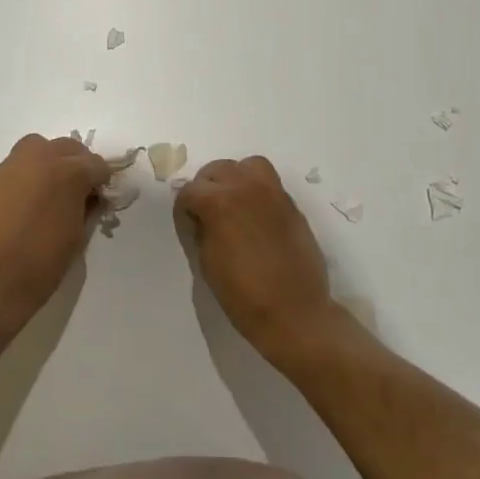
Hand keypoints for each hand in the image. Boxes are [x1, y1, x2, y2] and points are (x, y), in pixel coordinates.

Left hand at [0, 134, 108, 325]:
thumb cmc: (41, 264)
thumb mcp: (77, 238)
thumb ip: (86, 210)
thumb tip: (88, 200)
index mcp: (69, 173)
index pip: (96, 165)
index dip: (102, 181)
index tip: (101, 198)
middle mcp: (40, 159)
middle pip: (67, 148)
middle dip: (77, 164)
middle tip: (79, 190)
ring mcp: (11, 167)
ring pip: (37, 149)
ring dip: (49, 162)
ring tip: (50, 191)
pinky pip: (16, 168)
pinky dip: (26, 177)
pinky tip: (25, 203)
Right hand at [176, 156, 338, 362]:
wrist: (295, 312)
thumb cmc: (243, 294)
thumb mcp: (208, 263)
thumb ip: (202, 230)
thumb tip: (201, 217)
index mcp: (219, 202)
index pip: (190, 190)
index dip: (184, 207)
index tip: (186, 221)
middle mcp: (245, 187)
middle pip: (217, 170)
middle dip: (207, 187)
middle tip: (207, 211)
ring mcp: (273, 193)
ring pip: (248, 166)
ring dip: (235, 178)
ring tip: (233, 202)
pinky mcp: (291, 204)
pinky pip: (269, 183)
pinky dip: (257, 190)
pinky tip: (255, 216)